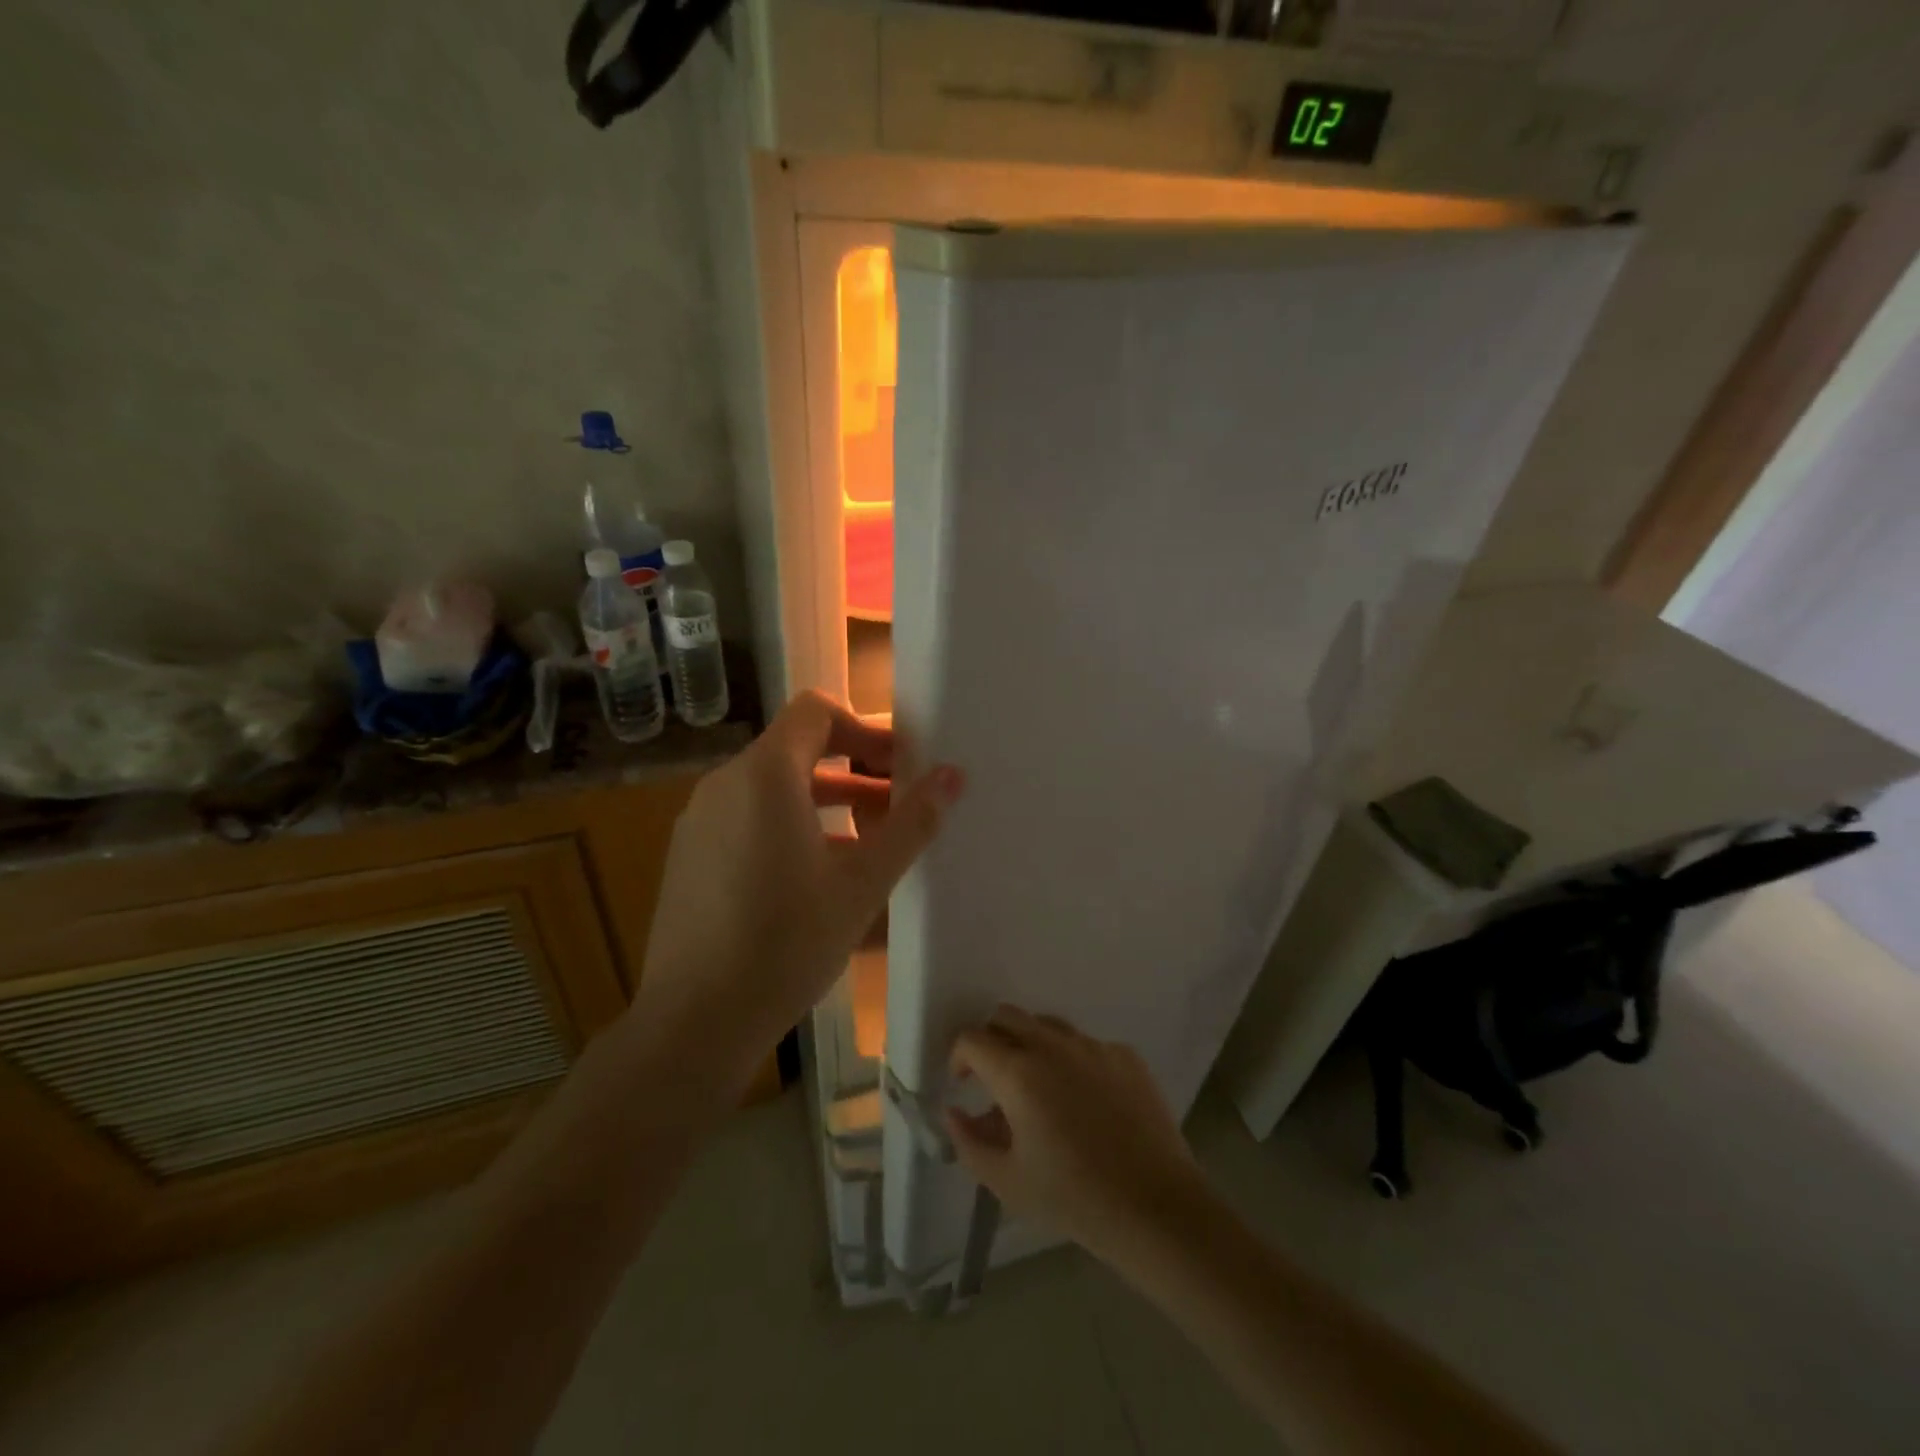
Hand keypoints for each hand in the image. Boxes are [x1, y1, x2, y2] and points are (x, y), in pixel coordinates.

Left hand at [636, 691, 963, 1078]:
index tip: (901, 764)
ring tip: (871, 843)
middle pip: (797, 749)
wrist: (693, 1023)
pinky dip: (791, 826)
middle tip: (899, 803)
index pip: (816, 711)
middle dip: (854, 769)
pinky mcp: (690, 856)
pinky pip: (749, 818)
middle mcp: (724, 784)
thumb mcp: (862, 884)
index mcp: (765, 776)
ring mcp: (700, 821)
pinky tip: (820, 876)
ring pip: (774, 788)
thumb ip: (910, 823)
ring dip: (827, 801)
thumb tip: (952, 775)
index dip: (864, 727)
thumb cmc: (786, 943)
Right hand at [945, 1007, 1206, 1265]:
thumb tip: (953, 1112)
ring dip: (1030, 1044)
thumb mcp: (1007, 1181)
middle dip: (991, 1039)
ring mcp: (1093, 1046)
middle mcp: (1053, 1045)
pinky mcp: (1125, 1055)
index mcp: (1018, 1072)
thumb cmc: (1073, 1198)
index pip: (972, 1039)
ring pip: (1047, 1025)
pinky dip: (1071, 1060)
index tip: (962, 1083)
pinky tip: (1083, 1101)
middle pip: (1007, 1016)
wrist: (1156, 1207)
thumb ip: (969, 1142)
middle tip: (993, 1078)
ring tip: (1037, 1088)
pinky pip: (1085, 1044)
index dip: (959, 1056)